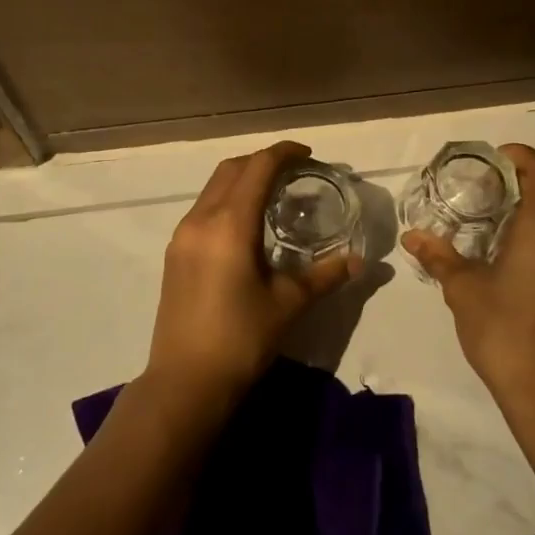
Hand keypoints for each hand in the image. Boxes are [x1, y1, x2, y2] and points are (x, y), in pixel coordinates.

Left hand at [147, 141, 358, 412]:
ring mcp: (183, 236)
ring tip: (273, 194)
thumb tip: (359, 261)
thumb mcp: (289, 304)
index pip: (257, 168)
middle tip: (294, 172)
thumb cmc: (241, 339)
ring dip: (242, 179)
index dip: (283, 153)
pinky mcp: (175, 253)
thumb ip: (325, 275)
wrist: (185, 382)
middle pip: (231, 169)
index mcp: (229, 224)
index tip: (308, 154)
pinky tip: (247, 224)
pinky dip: (227, 200)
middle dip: (262, 161)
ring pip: (213, 187)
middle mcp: (201, 219)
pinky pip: (203, 208)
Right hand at [402, 144, 534, 425]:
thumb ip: (439, 256)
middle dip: (524, 182)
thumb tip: (411, 236)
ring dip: (534, 211)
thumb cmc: (503, 330)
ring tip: (497, 217)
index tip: (492, 158)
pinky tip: (513, 253)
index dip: (520, 155)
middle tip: (488, 186)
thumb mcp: (463, 289)